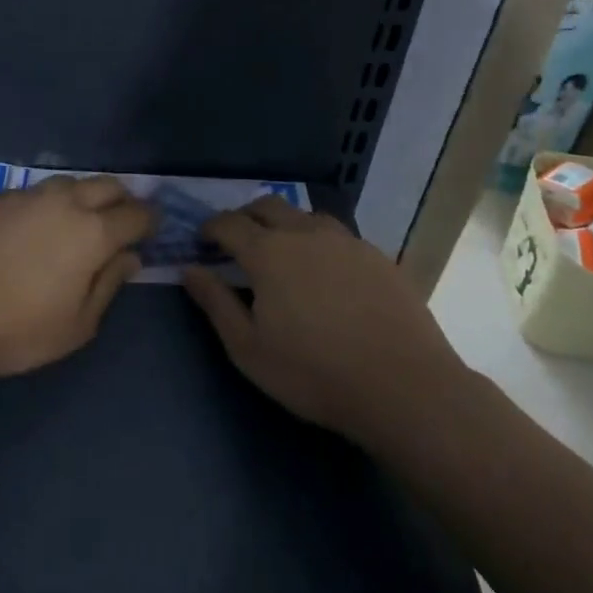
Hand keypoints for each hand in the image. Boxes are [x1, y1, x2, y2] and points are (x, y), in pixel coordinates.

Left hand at [0, 175, 155, 380]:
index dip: (150, 220)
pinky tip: (34, 224)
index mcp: (92, 232)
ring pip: (69, 182)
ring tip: (78, 218)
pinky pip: (33, 191)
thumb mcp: (78, 324)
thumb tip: (130, 257)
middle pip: (106, 185)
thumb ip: (109, 284)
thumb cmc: (17, 331)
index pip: (136, 214)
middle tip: (121, 220)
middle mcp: (64, 202)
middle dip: (122, 199)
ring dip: (84, 195)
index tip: (153, 228)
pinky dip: (46, 202)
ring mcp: (26, 195)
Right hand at [181, 196, 468, 446]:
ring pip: (305, 216)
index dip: (210, 228)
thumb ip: (215, 303)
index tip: (203, 241)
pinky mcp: (377, 256)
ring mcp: (346, 241)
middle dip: (245, 217)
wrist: (403, 386)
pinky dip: (318, 241)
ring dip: (284, 224)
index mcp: (268, 252)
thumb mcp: (248, 348)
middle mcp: (305, 233)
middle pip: (267, 206)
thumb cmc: (313, 373)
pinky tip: (325, 271)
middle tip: (237, 241)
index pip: (229, 223)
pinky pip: (337, 235)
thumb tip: (189, 269)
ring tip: (282, 252)